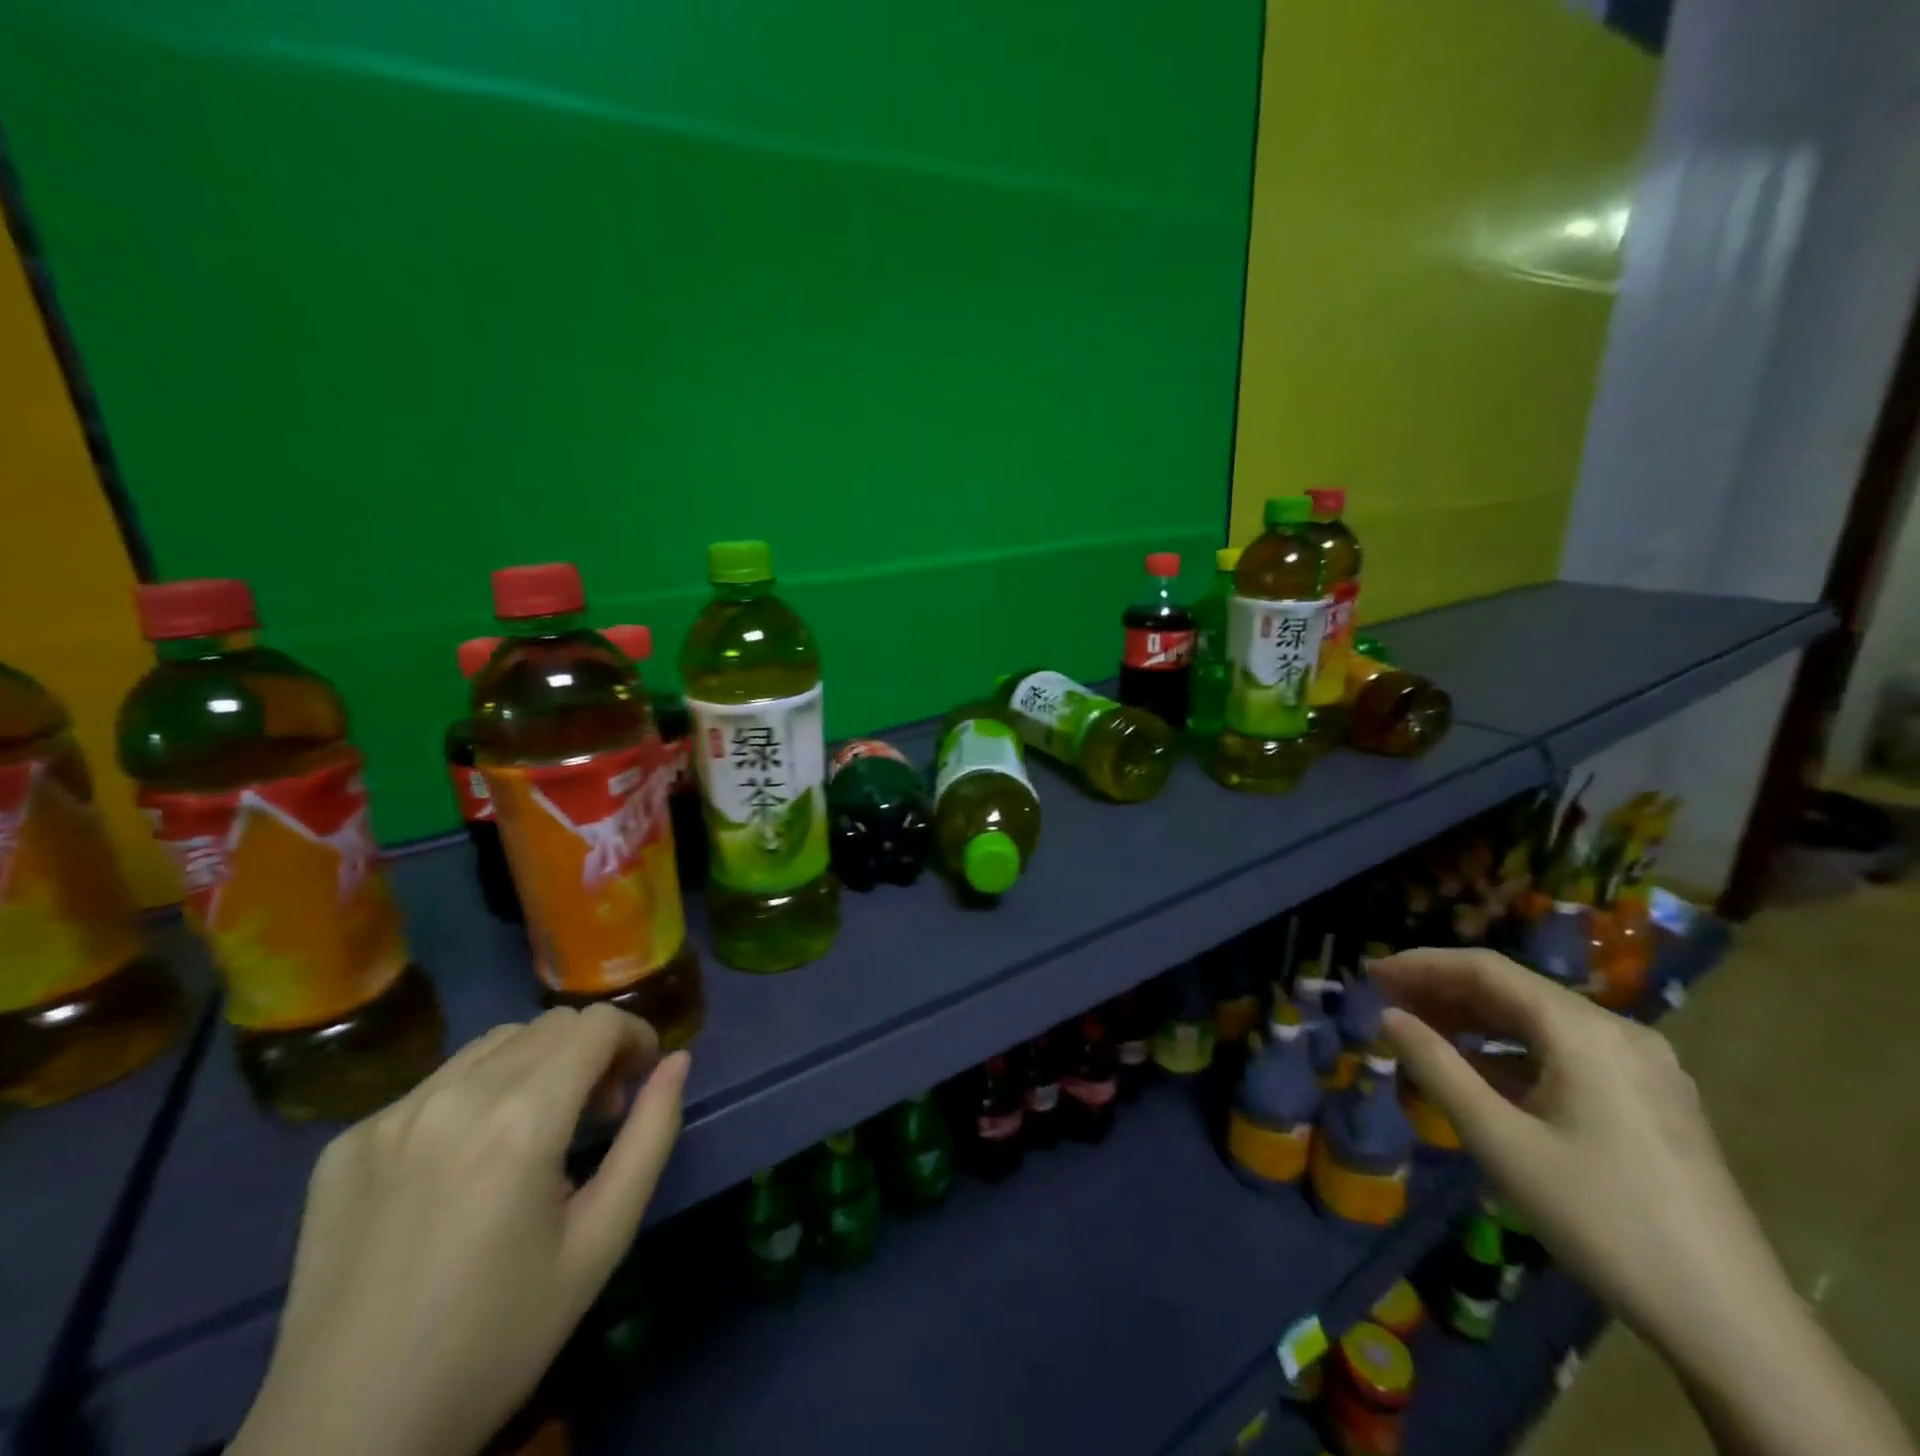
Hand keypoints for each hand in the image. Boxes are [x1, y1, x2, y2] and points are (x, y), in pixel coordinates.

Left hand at [231, 1005, 690, 1455]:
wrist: (344, 1439)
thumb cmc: (498, 1338)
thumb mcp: (602, 1240)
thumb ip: (651, 1136)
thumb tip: (677, 1062)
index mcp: (522, 1120)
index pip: (597, 1024)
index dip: (635, 1036)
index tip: (639, 1082)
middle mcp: (454, 1097)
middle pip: (550, 1025)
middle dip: (591, 1052)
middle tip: (595, 1116)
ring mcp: (391, 1117)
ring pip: (494, 1044)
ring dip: (535, 1065)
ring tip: (534, 1131)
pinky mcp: (348, 1143)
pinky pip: (436, 1083)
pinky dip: (475, 1096)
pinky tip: (466, 1163)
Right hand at [1370, 946, 1771, 1359]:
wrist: (1733, 1323)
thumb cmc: (1600, 1218)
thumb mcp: (1500, 1140)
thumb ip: (1437, 1067)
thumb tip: (1388, 1016)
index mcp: (1585, 1031)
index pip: (1487, 969)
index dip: (1422, 964)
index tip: (1371, 973)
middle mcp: (1619, 1032)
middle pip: (1515, 990)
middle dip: (1445, 991)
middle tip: (1386, 1001)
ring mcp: (1643, 1066)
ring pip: (1540, 1021)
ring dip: (1477, 1021)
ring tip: (1422, 1031)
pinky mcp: (1653, 1099)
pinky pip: (1566, 1052)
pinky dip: (1513, 1050)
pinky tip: (1481, 1071)